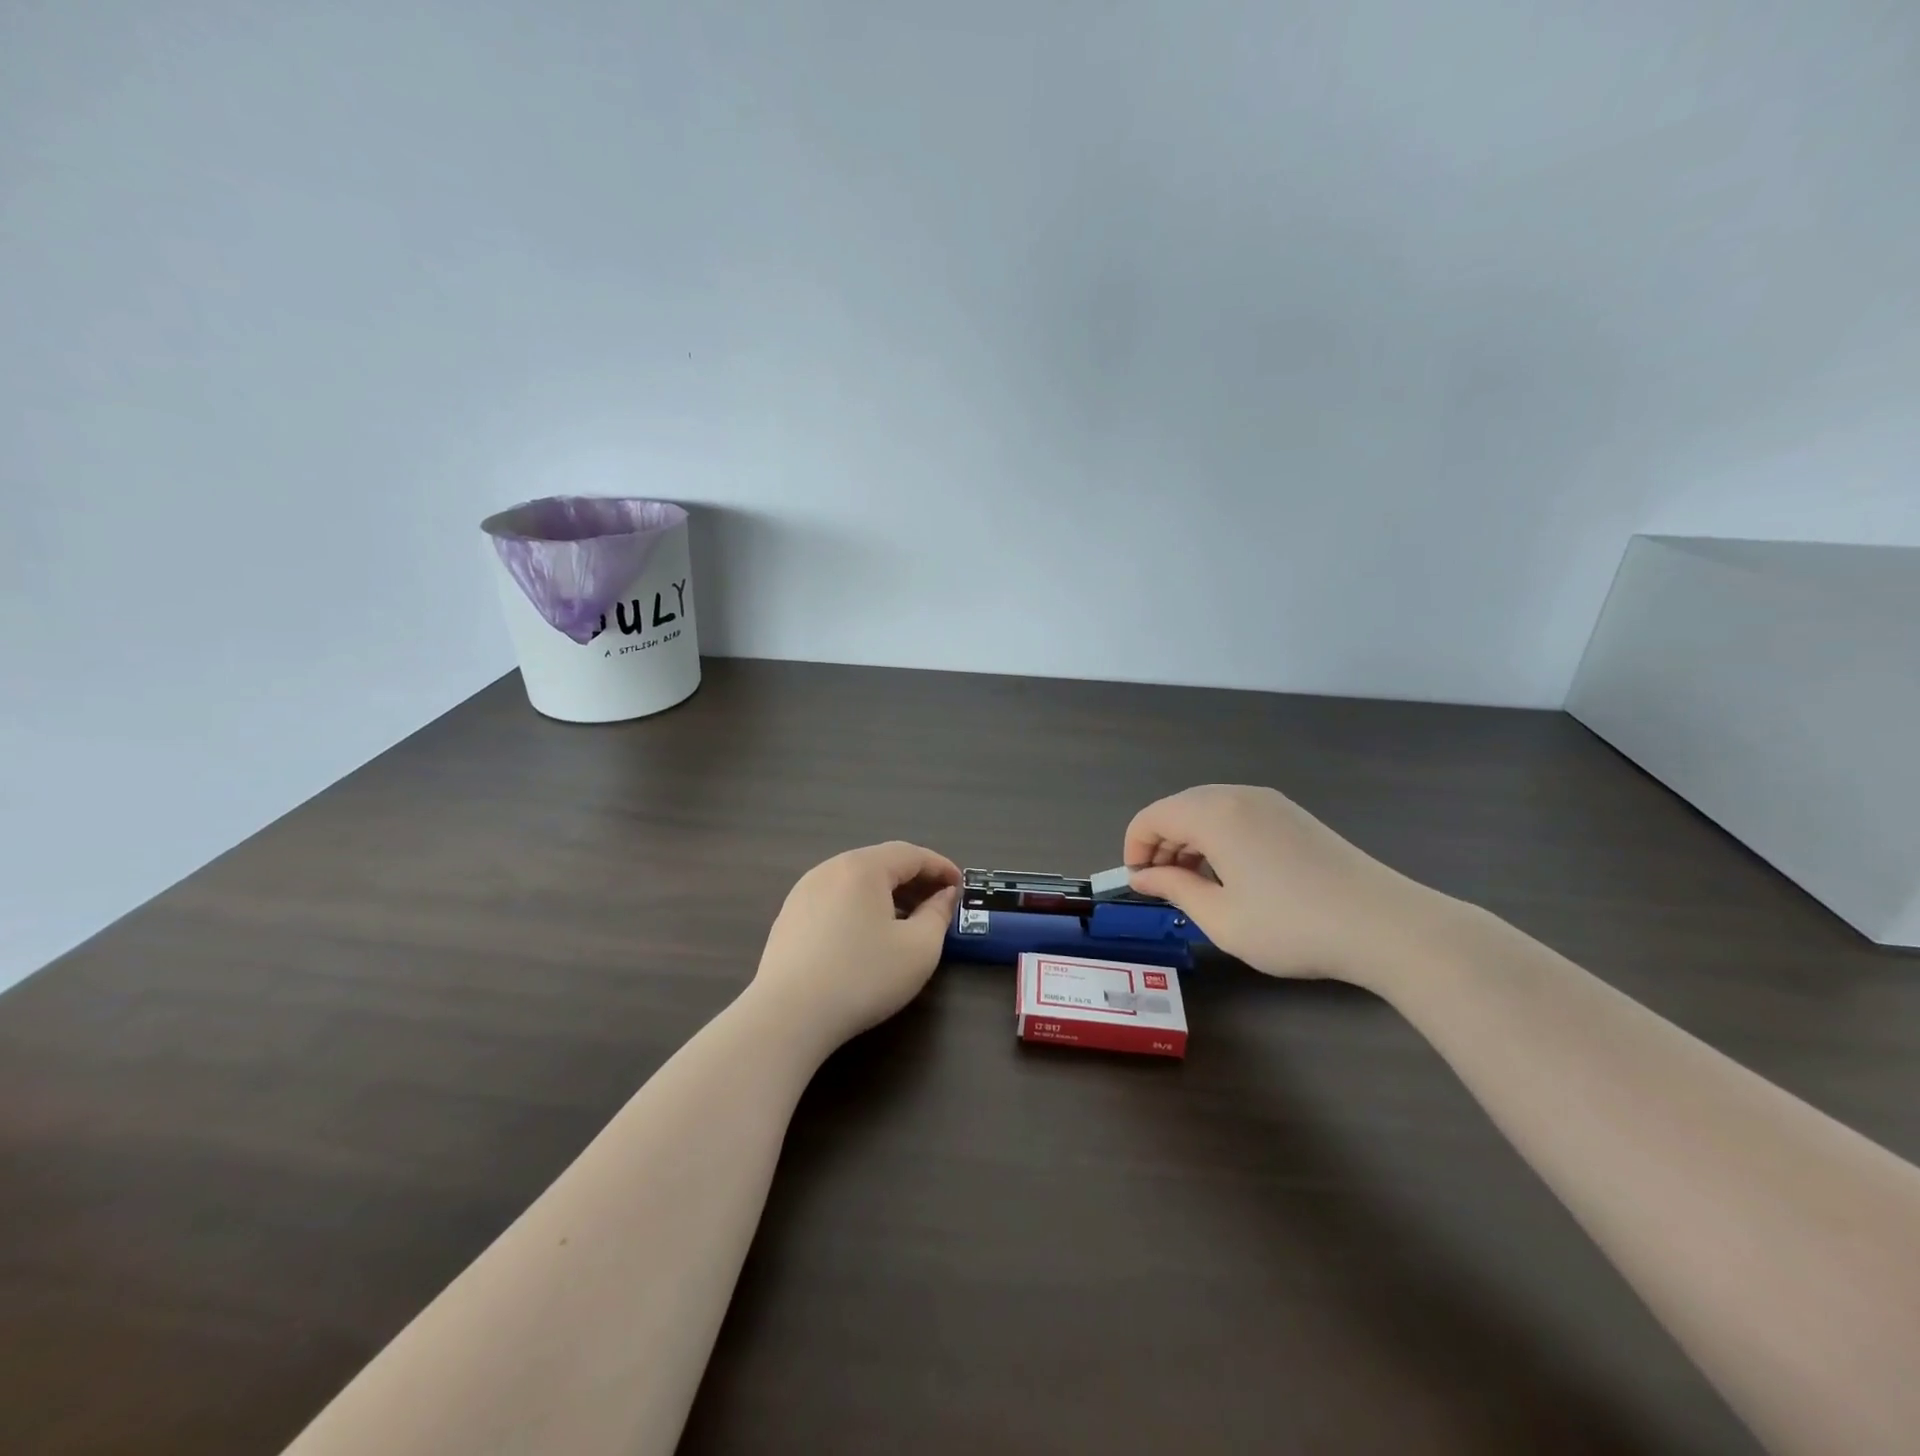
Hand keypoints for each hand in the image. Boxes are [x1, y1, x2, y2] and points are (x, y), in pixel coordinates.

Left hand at [752, 842, 961, 1049]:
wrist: (788, 1016)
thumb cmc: (863, 977)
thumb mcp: (919, 949)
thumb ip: (938, 915)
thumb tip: (944, 895)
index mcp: (863, 867)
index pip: (911, 854)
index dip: (940, 866)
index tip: (961, 885)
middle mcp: (830, 869)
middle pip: (881, 863)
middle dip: (915, 879)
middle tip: (939, 902)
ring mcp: (804, 892)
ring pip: (856, 881)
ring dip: (887, 893)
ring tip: (907, 919)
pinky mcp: (789, 917)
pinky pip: (835, 898)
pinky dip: (860, 906)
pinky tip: (868, 935)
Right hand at [1124, 785, 1446, 988]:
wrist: (1386, 926)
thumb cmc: (1292, 926)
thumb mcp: (1221, 917)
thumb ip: (1174, 889)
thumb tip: (1141, 877)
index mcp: (1213, 813)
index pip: (1152, 817)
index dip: (1135, 849)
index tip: (1140, 886)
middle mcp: (1238, 795)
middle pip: (1179, 808)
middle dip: (1161, 845)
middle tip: (1165, 889)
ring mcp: (1271, 802)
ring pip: (1209, 810)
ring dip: (1190, 842)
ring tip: (1198, 886)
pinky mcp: (1294, 816)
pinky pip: (1238, 815)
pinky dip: (1219, 838)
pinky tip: (1234, 877)